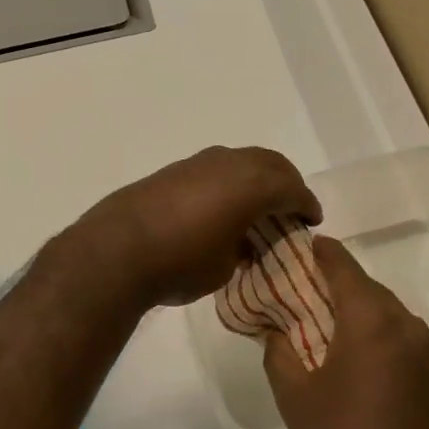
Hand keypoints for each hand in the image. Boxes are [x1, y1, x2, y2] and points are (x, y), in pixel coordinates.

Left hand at [74, 146, 320, 308]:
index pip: (293, 189)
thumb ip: (244, 247)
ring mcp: (200, 162)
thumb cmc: (182, 263)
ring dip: (256, 180)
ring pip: (242, 162)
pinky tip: (223, 206)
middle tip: (291, 208)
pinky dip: (230, 183)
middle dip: (286, 184)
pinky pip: (217, 169)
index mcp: (253, 184)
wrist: (116, 251)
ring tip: (258, 207)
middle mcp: (230, 163)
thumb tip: (242, 241)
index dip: (307, 205)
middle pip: (271, 164)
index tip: (312, 220)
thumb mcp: (226, 266)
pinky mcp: (174, 170)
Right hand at [264, 237, 428, 428]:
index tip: (300, 244)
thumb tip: (275, 328)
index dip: (320, 251)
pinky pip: (398, 331)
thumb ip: (278, 349)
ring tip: (324, 320)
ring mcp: (424, 346)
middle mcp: (404, 322)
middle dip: (334, 282)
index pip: (343, 265)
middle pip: (365, 285)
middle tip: (301, 288)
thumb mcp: (293, 393)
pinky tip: (353, 349)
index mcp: (371, 319)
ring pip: (384, 308)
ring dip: (355, 306)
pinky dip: (374, 328)